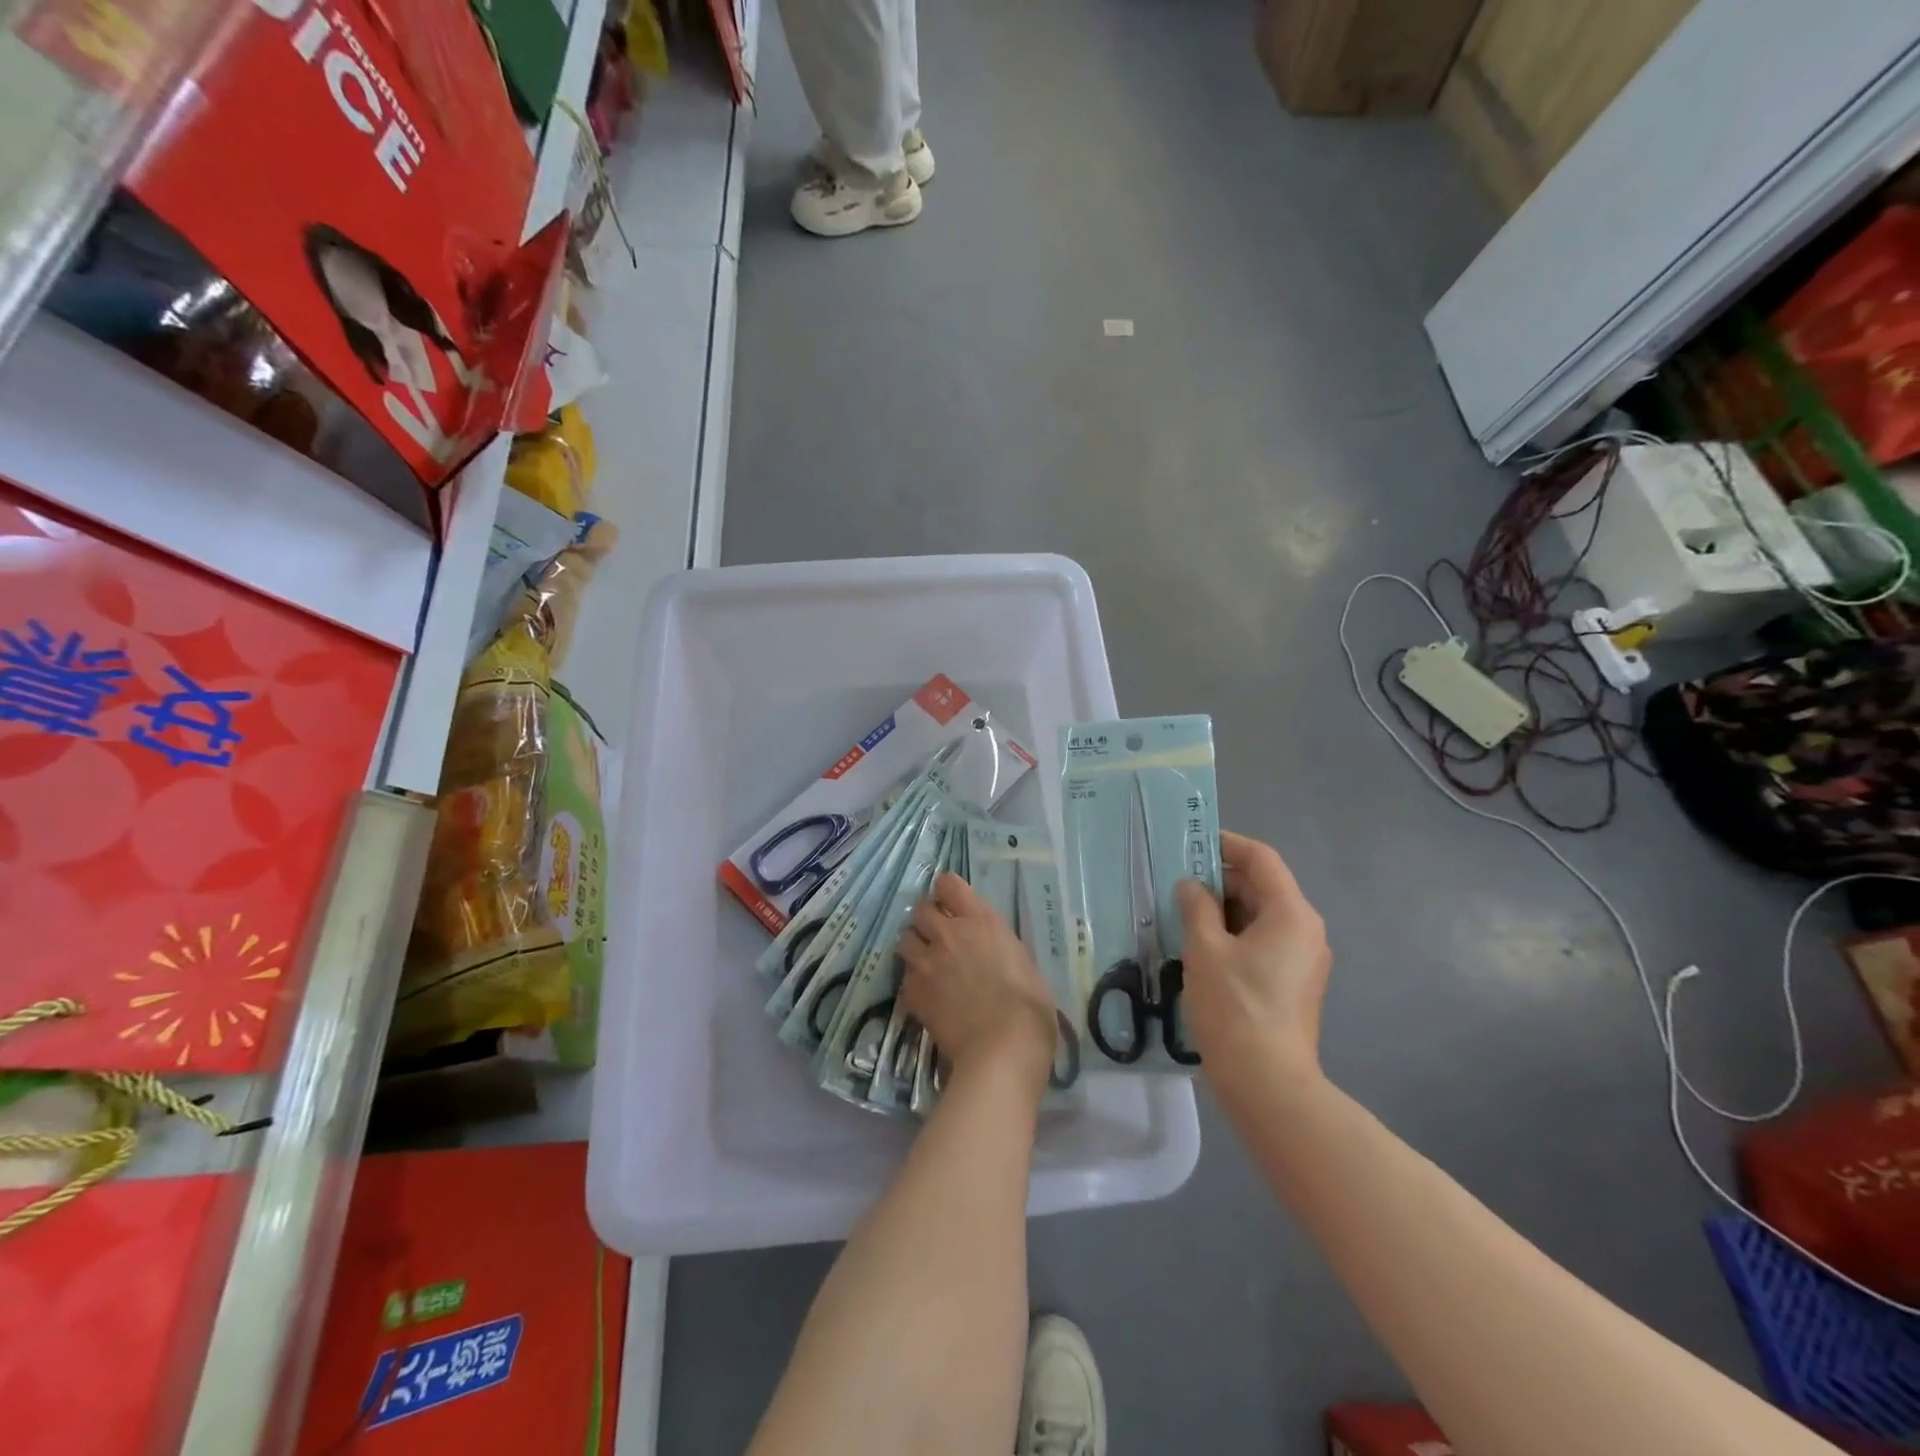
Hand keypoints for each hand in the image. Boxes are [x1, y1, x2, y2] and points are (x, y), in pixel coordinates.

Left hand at [899, 873, 1056, 1088]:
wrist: (1002, 1050)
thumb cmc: (1029, 1007)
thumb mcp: (1024, 963)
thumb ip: (1000, 948)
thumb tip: (993, 953)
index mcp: (981, 921)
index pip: (948, 884)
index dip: (947, 892)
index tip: (952, 904)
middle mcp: (949, 933)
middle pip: (920, 909)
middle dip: (927, 920)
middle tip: (938, 936)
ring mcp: (927, 962)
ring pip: (905, 939)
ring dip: (915, 947)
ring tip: (927, 964)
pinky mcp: (913, 992)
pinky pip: (905, 977)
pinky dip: (913, 983)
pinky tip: (927, 997)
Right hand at [1174, 831, 1330, 1076]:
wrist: (1268, 1083)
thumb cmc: (1235, 1007)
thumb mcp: (1205, 950)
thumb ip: (1196, 907)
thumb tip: (1192, 886)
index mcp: (1291, 914)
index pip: (1262, 860)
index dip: (1228, 845)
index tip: (1193, 842)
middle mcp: (1306, 930)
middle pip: (1263, 886)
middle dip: (1221, 879)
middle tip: (1178, 883)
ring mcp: (1304, 958)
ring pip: (1262, 915)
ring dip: (1225, 909)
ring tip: (1184, 913)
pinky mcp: (1296, 982)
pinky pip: (1265, 941)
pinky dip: (1235, 933)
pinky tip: (1202, 946)